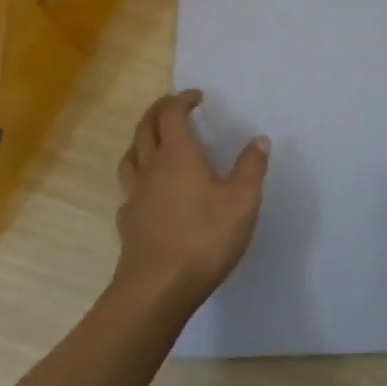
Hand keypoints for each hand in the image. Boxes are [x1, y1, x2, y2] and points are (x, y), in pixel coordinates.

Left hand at [114, 89, 269, 309]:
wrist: (157, 288)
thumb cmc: (204, 238)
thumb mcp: (242, 201)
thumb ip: (251, 167)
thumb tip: (258, 139)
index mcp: (178, 155)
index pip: (171, 115)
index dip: (181, 100)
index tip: (196, 96)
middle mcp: (151, 168)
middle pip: (144, 128)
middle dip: (158, 111)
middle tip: (174, 106)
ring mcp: (135, 196)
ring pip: (130, 156)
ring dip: (142, 140)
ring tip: (156, 141)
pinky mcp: (128, 222)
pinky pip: (129, 188)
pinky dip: (139, 177)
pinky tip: (150, 190)